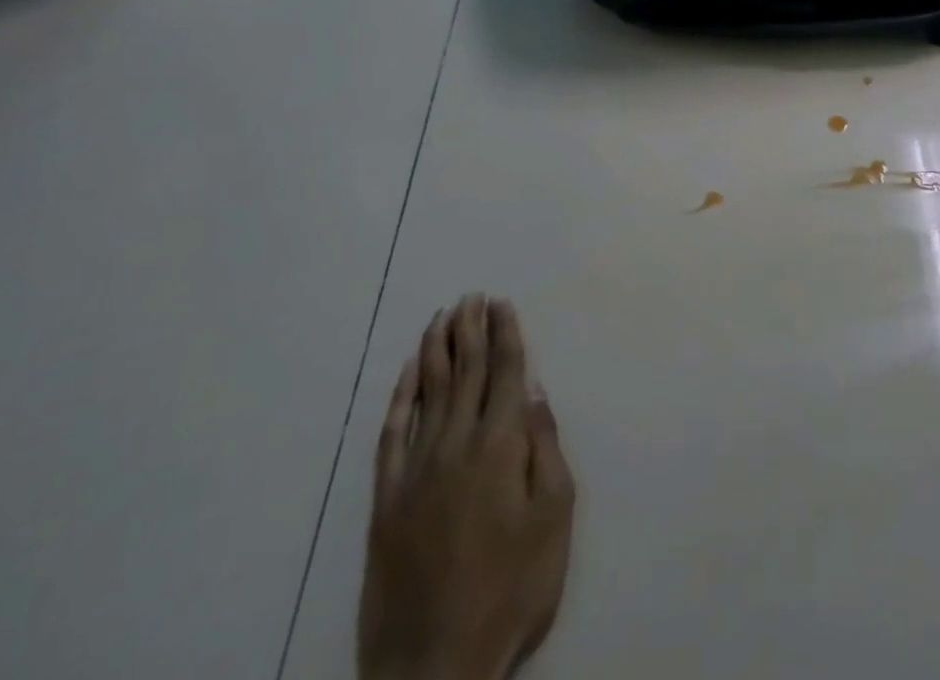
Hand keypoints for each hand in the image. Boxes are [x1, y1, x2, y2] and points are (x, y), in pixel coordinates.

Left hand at [360, 297, 573, 679]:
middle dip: (471, 330)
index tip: (502, 303)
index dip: (506, 334)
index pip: (505, 372)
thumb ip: (546, 449)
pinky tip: (405, 376)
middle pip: (466, 372)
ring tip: (442, 318)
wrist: (433, 666)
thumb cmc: (512, 588)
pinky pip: (392, 434)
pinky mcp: (385, 501)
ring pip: (427, 392)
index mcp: (501, 445)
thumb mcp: (554, 518)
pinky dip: (400, 399)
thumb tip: (536, 394)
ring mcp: (415, 470)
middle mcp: (456, 444)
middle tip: (471, 297)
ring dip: (436, 351)